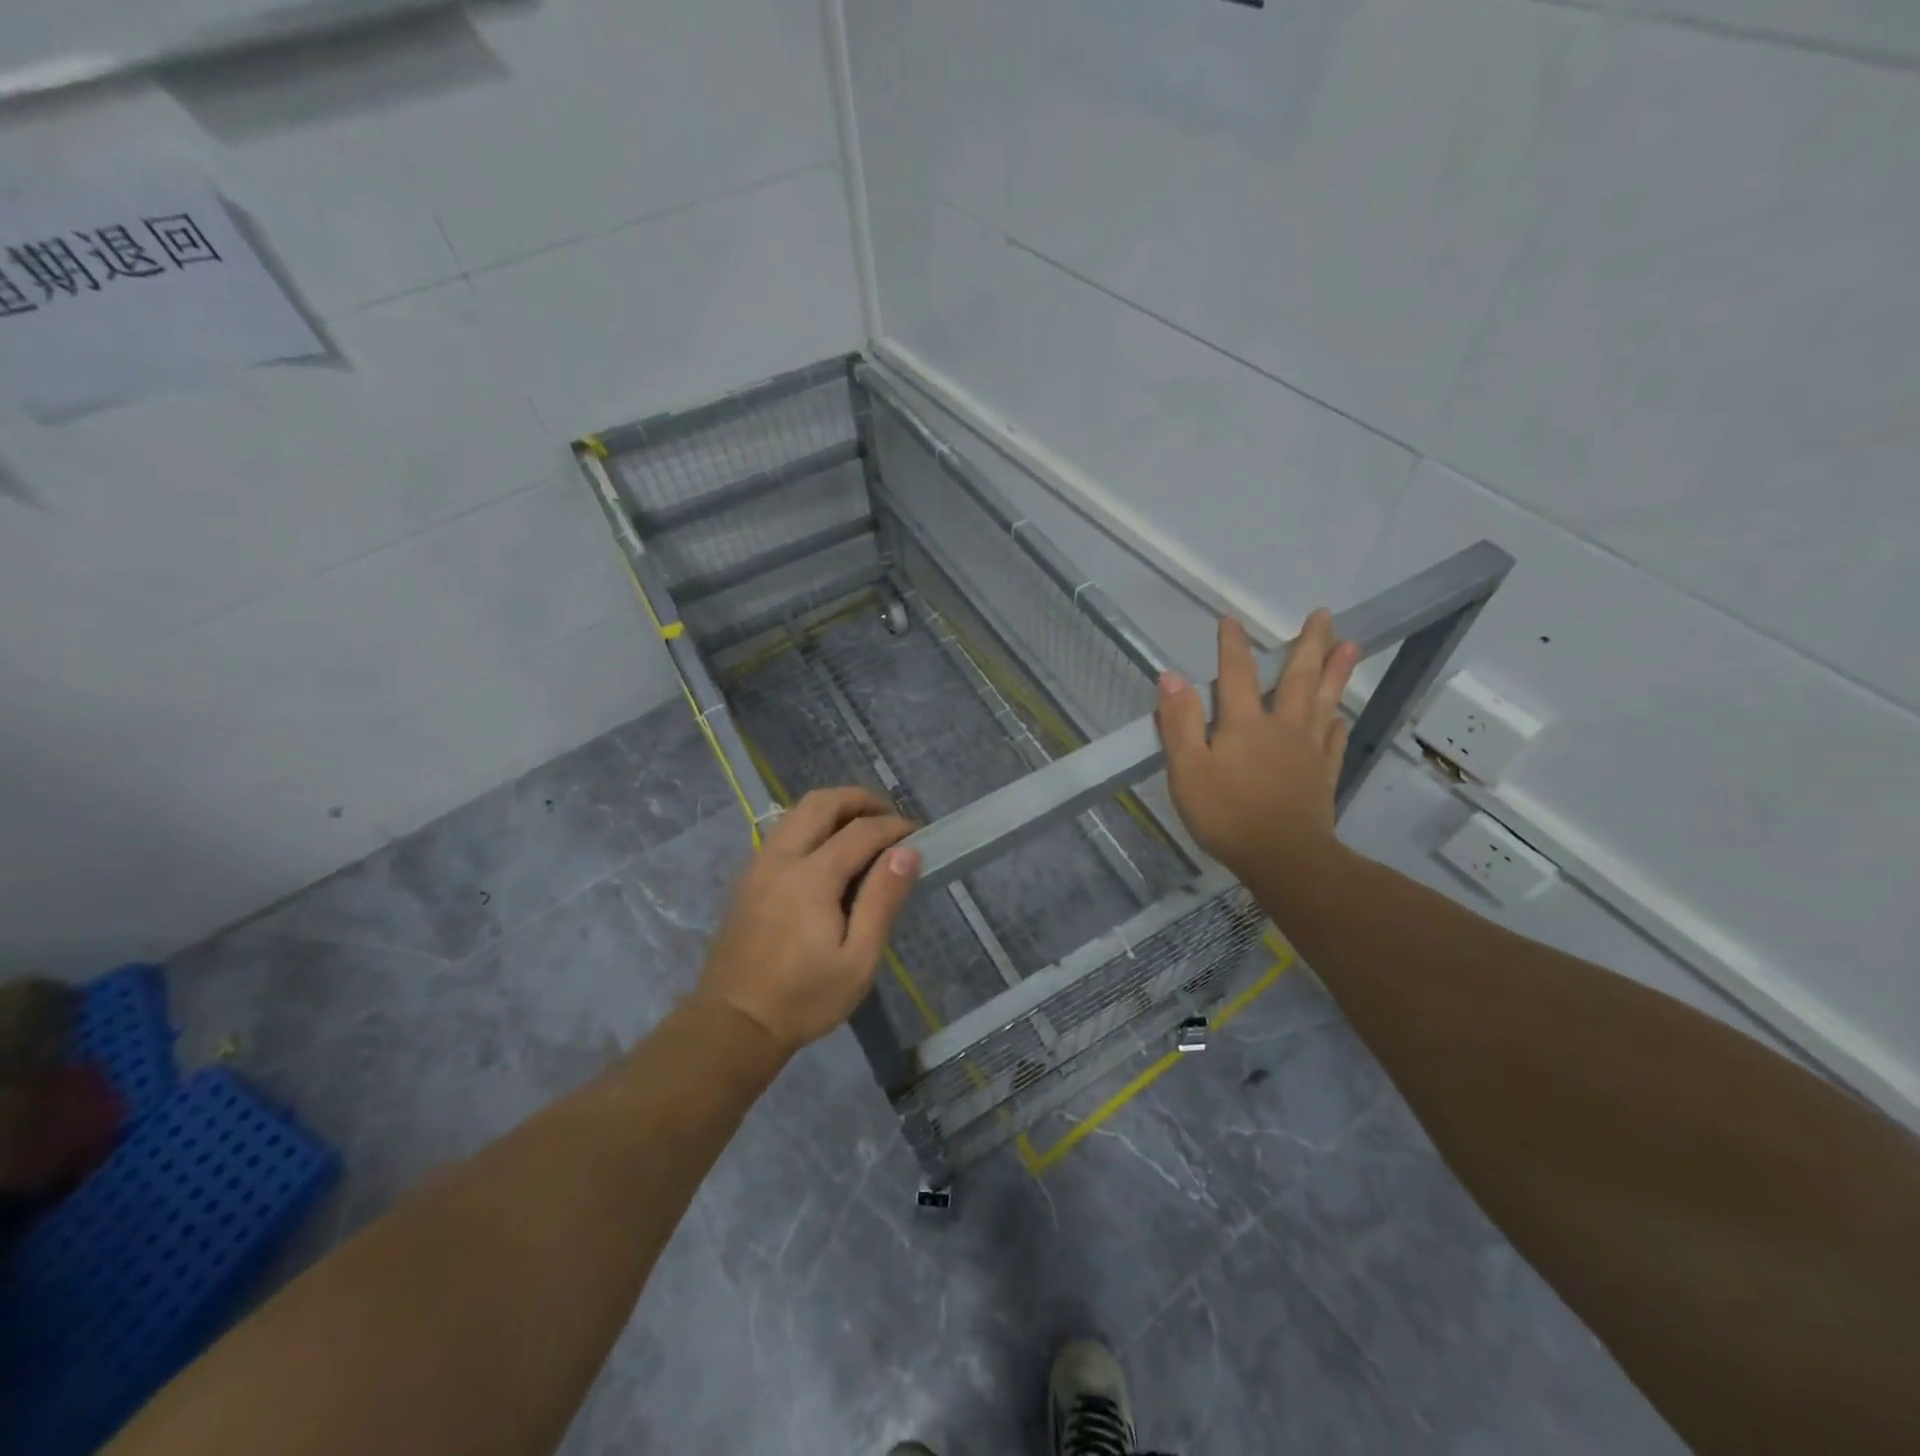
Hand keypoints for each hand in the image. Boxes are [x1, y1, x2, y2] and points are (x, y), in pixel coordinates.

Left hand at [696, 787, 921, 1055]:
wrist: (733, 1024)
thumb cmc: (804, 998)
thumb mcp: (858, 959)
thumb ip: (882, 900)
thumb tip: (907, 852)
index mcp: (811, 877)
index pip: (861, 831)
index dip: (893, 827)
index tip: (917, 834)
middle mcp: (781, 858)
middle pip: (821, 803)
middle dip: (859, 800)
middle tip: (888, 817)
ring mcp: (759, 866)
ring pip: (797, 813)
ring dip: (833, 809)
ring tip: (862, 829)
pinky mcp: (748, 879)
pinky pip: (783, 832)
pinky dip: (811, 825)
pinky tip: (828, 852)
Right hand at [1155, 611, 1359, 878]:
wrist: (1283, 857)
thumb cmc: (1226, 813)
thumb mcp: (1187, 769)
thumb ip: (1179, 722)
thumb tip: (1171, 676)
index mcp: (1244, 723)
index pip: (1237, 673)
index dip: (1232, 645)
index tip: (1230, 619)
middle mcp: (1281, 727)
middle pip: (1297, 678)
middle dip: (1308, 644)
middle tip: (1324, 615)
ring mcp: (1308, 751)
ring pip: (1324, 702)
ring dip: (1336, 673)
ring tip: (1351, 646)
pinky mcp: (1323, 775)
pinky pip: (1334, 742)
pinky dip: (1337, 725)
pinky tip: (1341, 717)